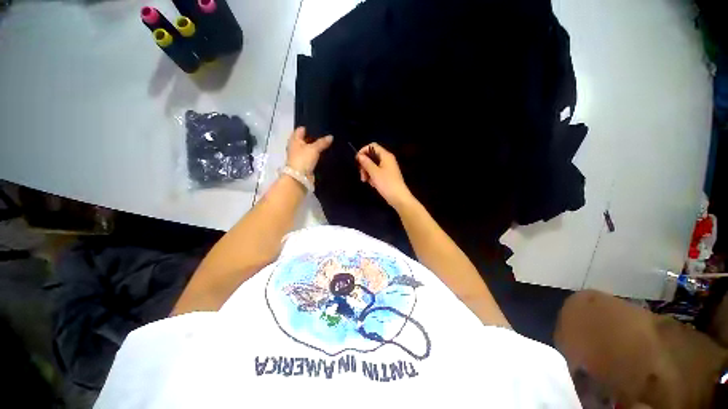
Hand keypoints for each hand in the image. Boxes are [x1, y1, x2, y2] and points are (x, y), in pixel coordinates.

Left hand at [286, 127, 332, 178]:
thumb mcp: (314, 149)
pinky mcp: (305, 164)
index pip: (301, 130)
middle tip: (326, 135)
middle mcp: (296, 147)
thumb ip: (322, 142)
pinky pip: (312, 157)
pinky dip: (317, 155)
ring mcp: (300, 156)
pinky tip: (324, 154)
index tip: (319, 127)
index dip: (308, 128)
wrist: (299, 178)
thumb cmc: (303, 159)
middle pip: (305, 140)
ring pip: (309, 149)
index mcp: (294, 140)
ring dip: (316, 147)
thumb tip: (331, 136)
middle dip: (314, 138)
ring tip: (327, 144)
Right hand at [356, 143, 414, 209]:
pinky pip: (377, 172)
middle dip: (364, 165)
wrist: (398, 198)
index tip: (357, 161)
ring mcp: (388, 168)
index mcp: (386, 156)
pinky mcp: (387, 176)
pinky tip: (372, 184)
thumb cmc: (386, 184)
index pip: (372, 146)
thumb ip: (366, 163)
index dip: (363, 151)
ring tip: (366, 181)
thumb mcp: (374, 173)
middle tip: (362, 175)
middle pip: (372, 156)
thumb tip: (360, 156)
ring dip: (367, 172)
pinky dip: (373, 177)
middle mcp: (387, 159)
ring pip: (373, 165)